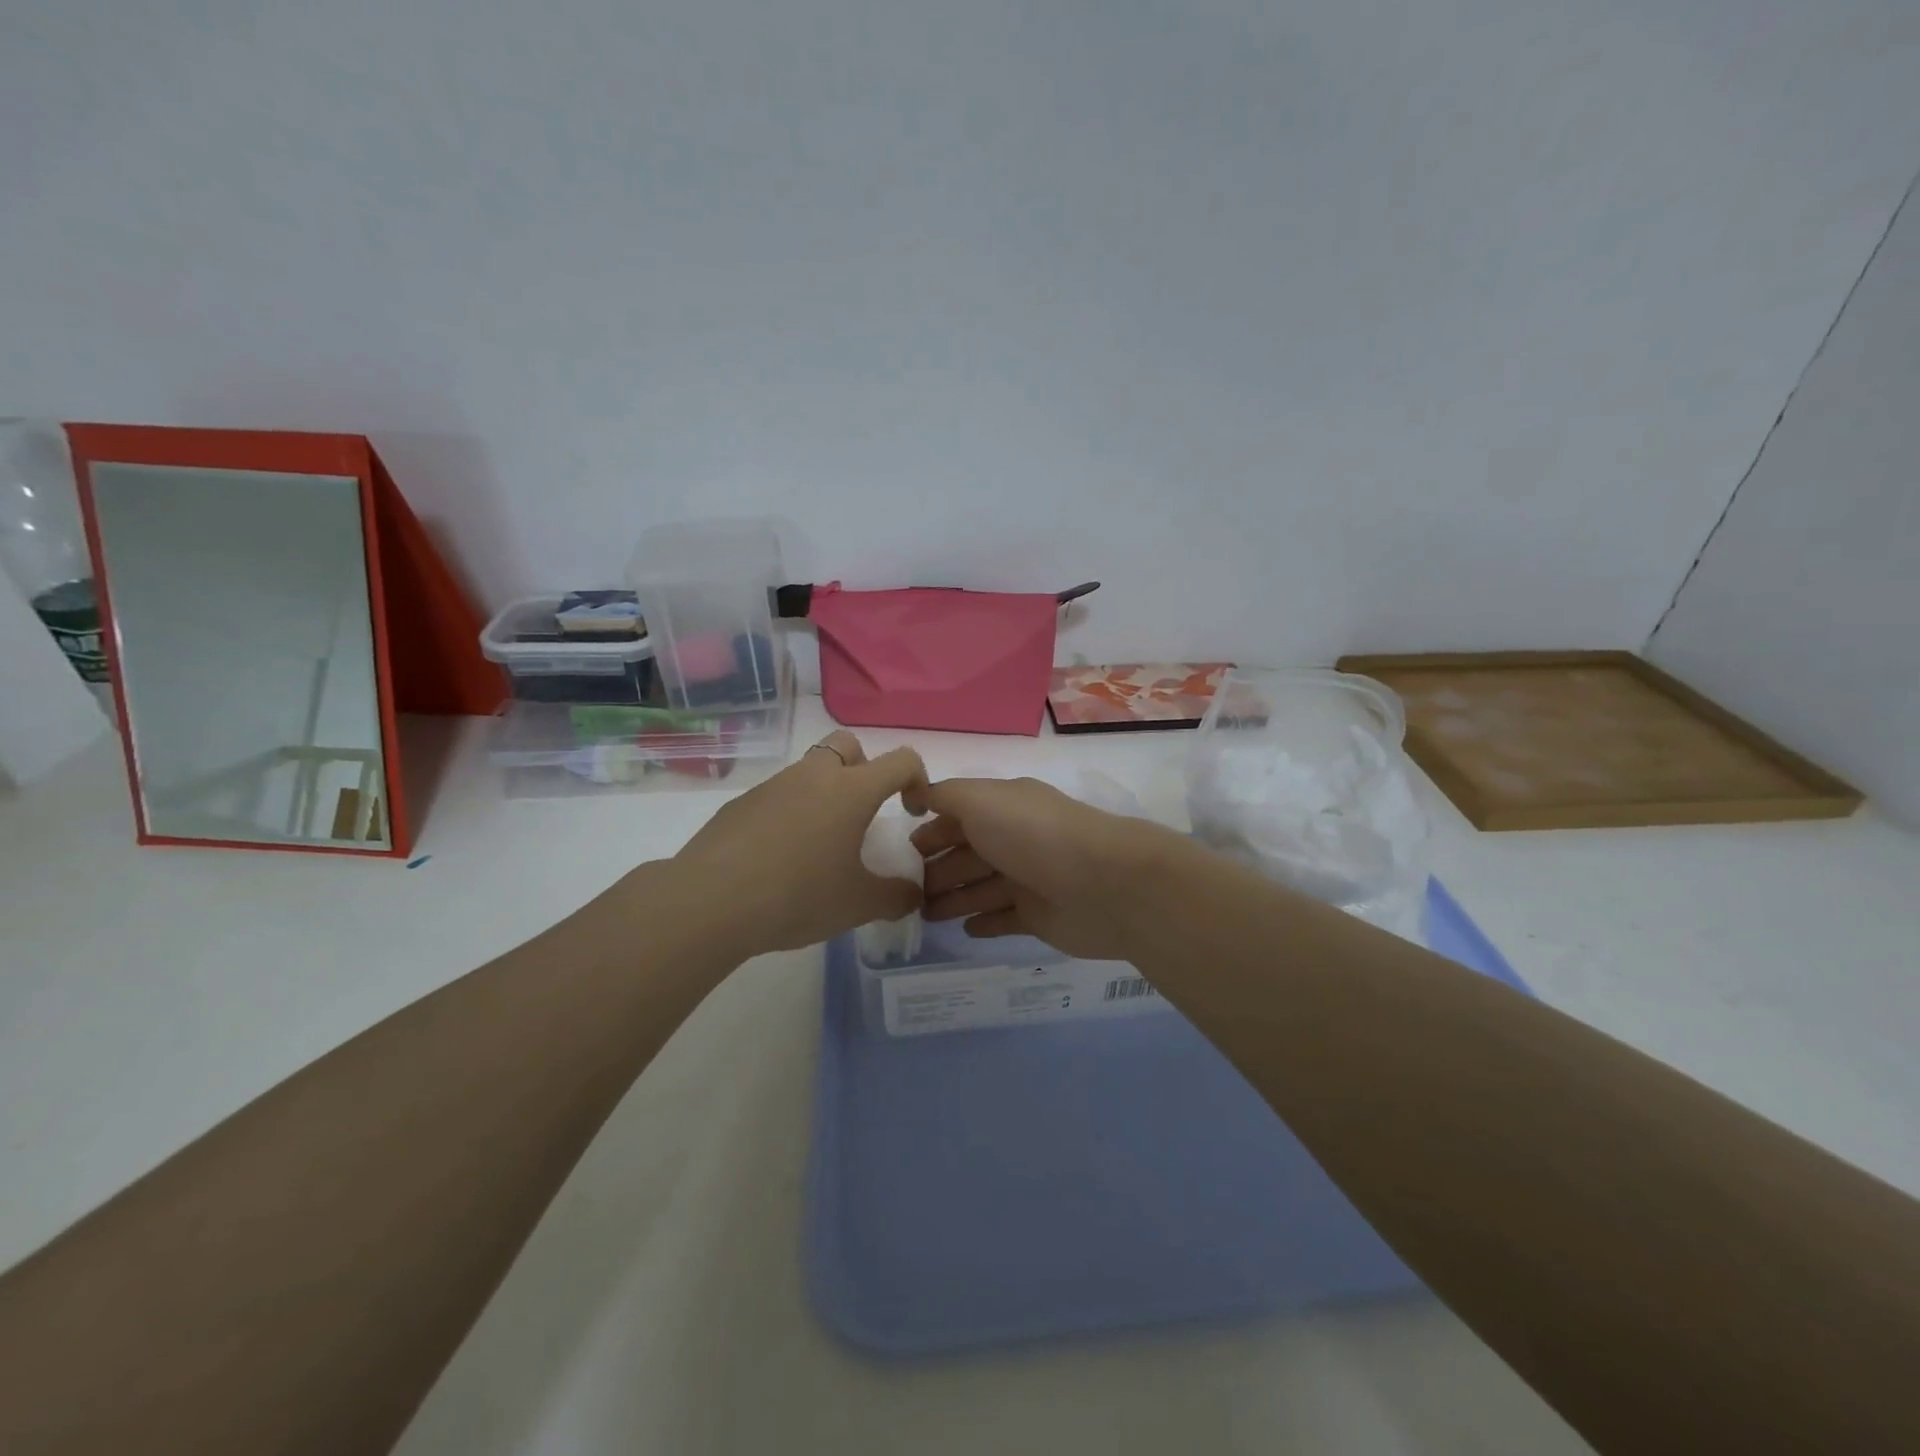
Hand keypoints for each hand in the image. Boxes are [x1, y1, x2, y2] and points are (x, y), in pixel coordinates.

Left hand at [671, 731, 929, 956]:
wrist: (711, 901)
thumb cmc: (798, 896)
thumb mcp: (857, 904)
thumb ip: (895, 897)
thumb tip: (912, 894)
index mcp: (852, 790)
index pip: (901, 760)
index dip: (917, 779)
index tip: (909, 812)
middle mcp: (814, 776)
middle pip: (848, 744)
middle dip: (864, 768)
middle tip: (862, 813)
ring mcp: (773, 785)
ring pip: (809, 770)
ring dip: (824, 793)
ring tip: (819, 845)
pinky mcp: (741, 803)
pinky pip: (777, 796)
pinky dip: (789, 813)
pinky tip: (779, 858)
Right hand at [912, 776, 1179, 959]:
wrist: (1104, 884)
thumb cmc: (1034, 836)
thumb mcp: (981, 800)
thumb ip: (945, 795)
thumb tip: (916, 793)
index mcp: (1003, 807)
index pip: (957, 817)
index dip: (929, 832)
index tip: (897, 853)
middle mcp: (1015, 839)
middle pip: (967, 855)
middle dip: (935, 870)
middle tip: (901, 893)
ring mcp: (1029, 879)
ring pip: (980, 888)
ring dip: (952, 899)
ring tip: (920, 915)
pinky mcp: (1041, 916)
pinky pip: (1005, 918)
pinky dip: (984, 922)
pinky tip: (964, 929)